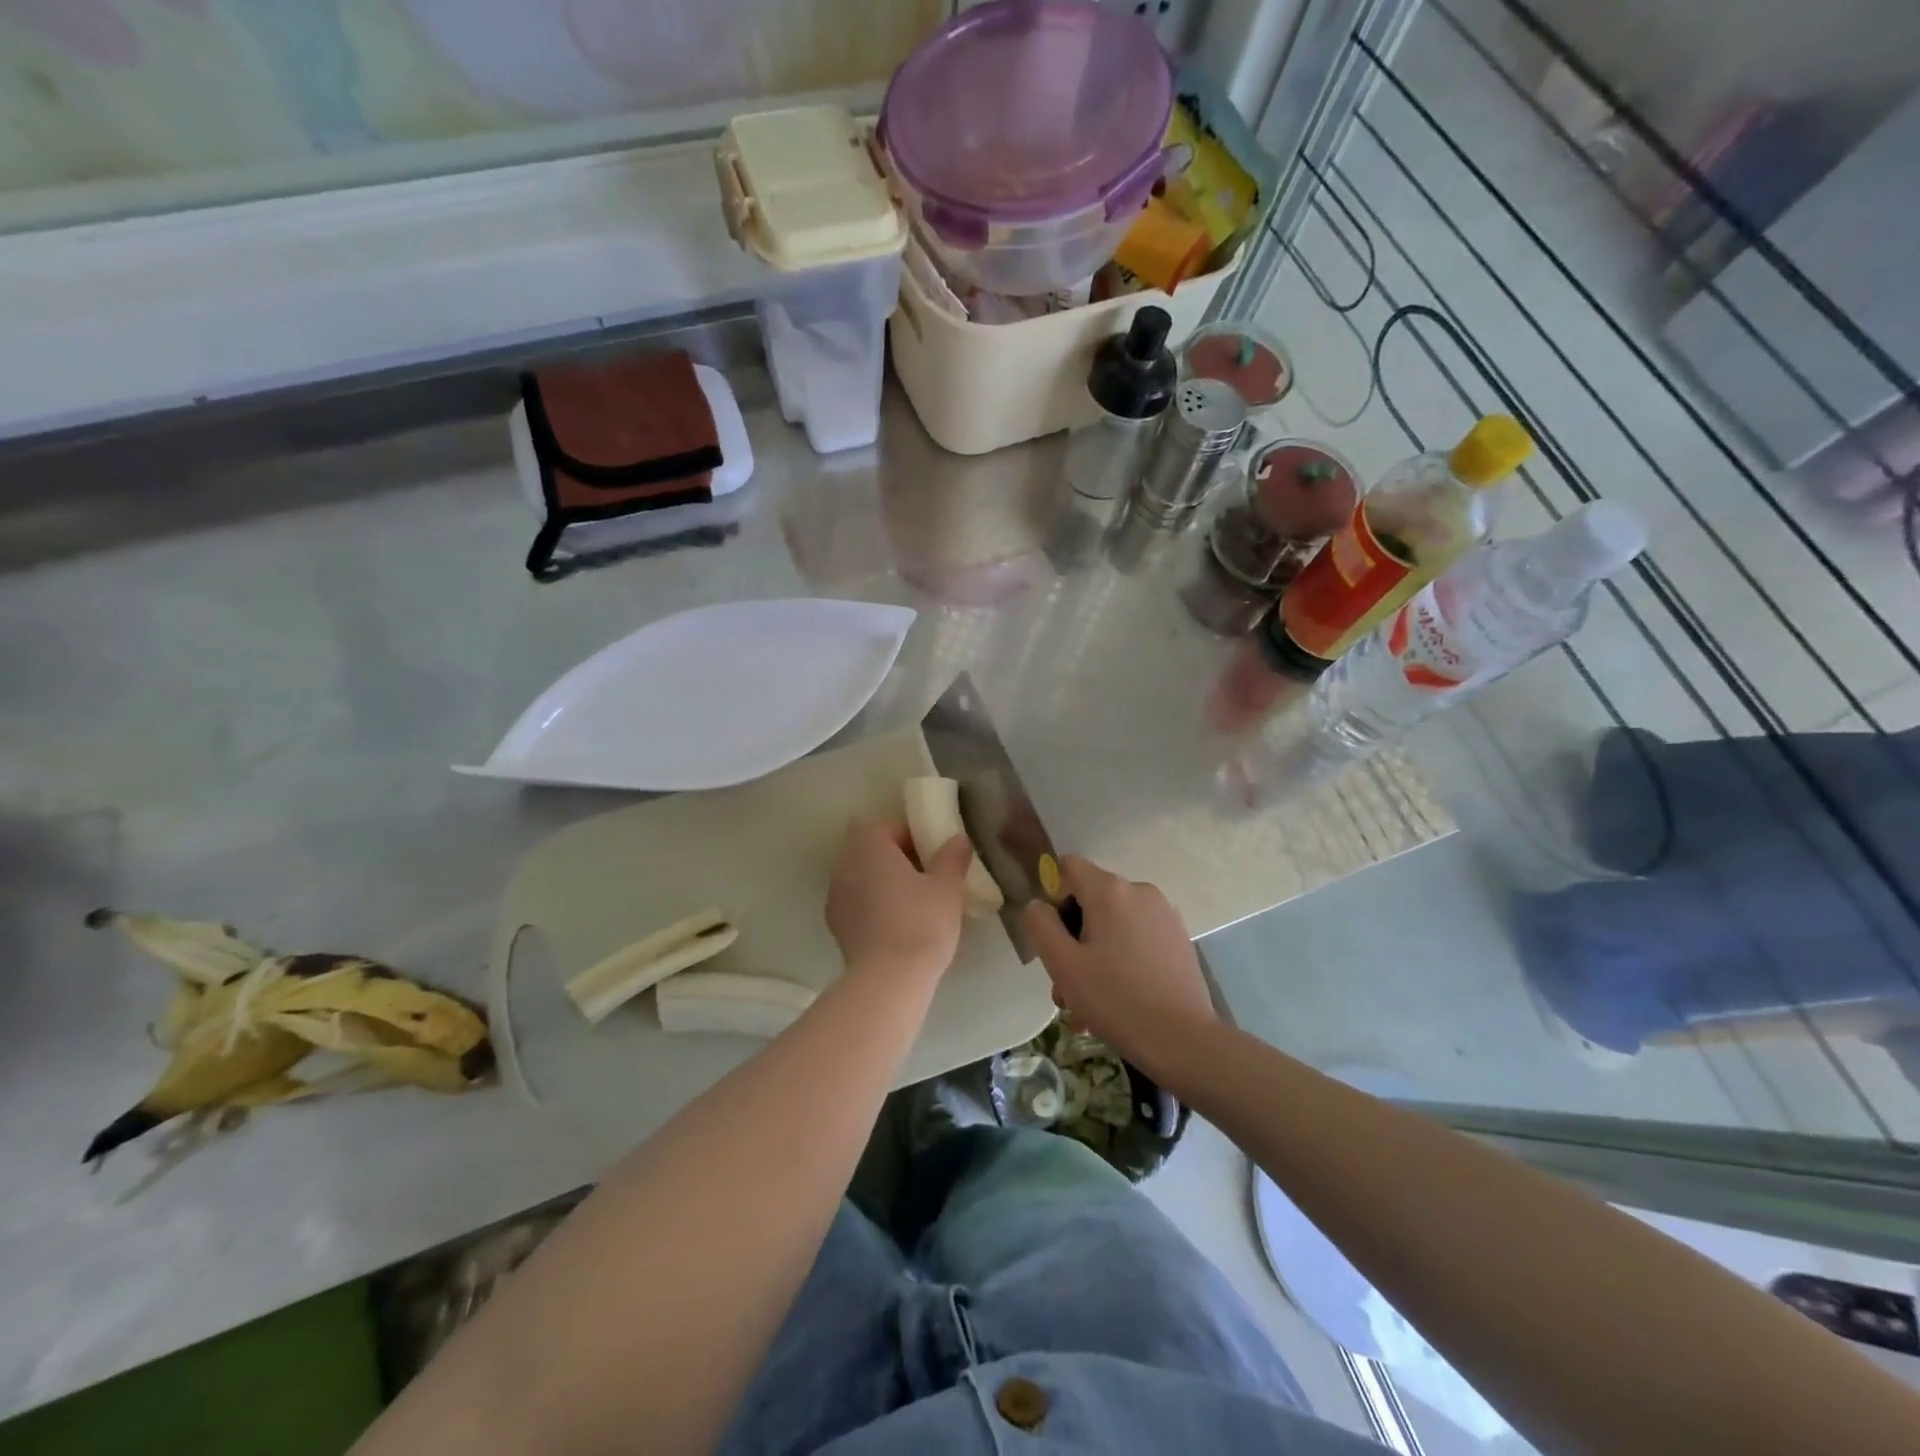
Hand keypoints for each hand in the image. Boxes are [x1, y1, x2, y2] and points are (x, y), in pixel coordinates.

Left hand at [825, 819, 974, 981]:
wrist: (889, 980)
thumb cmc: (921, 922)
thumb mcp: (947, 887)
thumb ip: (952, 857)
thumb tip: (958, 838)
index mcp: (868, 846)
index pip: (886, 825)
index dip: (910, 835)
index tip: (932, 852)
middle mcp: (844, 865)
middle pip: (870, 850)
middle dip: (895, 858)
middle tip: (927, 875)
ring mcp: (835, 896)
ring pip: (862, 877)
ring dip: (883, 882)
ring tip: (914, 902)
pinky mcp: (836, 927)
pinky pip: (857, 903)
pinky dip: (874, 906)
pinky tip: (898, 924)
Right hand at [1022, 856, 1216, 1067]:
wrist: (1183, 1040)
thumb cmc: (1115, 999)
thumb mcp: (1063, 964)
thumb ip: (1041, 925)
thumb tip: (1038, 905)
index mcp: (1109, 890)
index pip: (1069, 867)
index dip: (1054, 895)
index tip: (1054, 936)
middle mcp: (1139, 891)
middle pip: (1091, 899)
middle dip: (1074, 937)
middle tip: (1066, 984)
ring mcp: (1164, 914)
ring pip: (1114, 923)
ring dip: (1096, 954)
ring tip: (1089, 1004)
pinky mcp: (1179, 938)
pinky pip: (1137, 937)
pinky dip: (1122, 959)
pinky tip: (1119, 999)